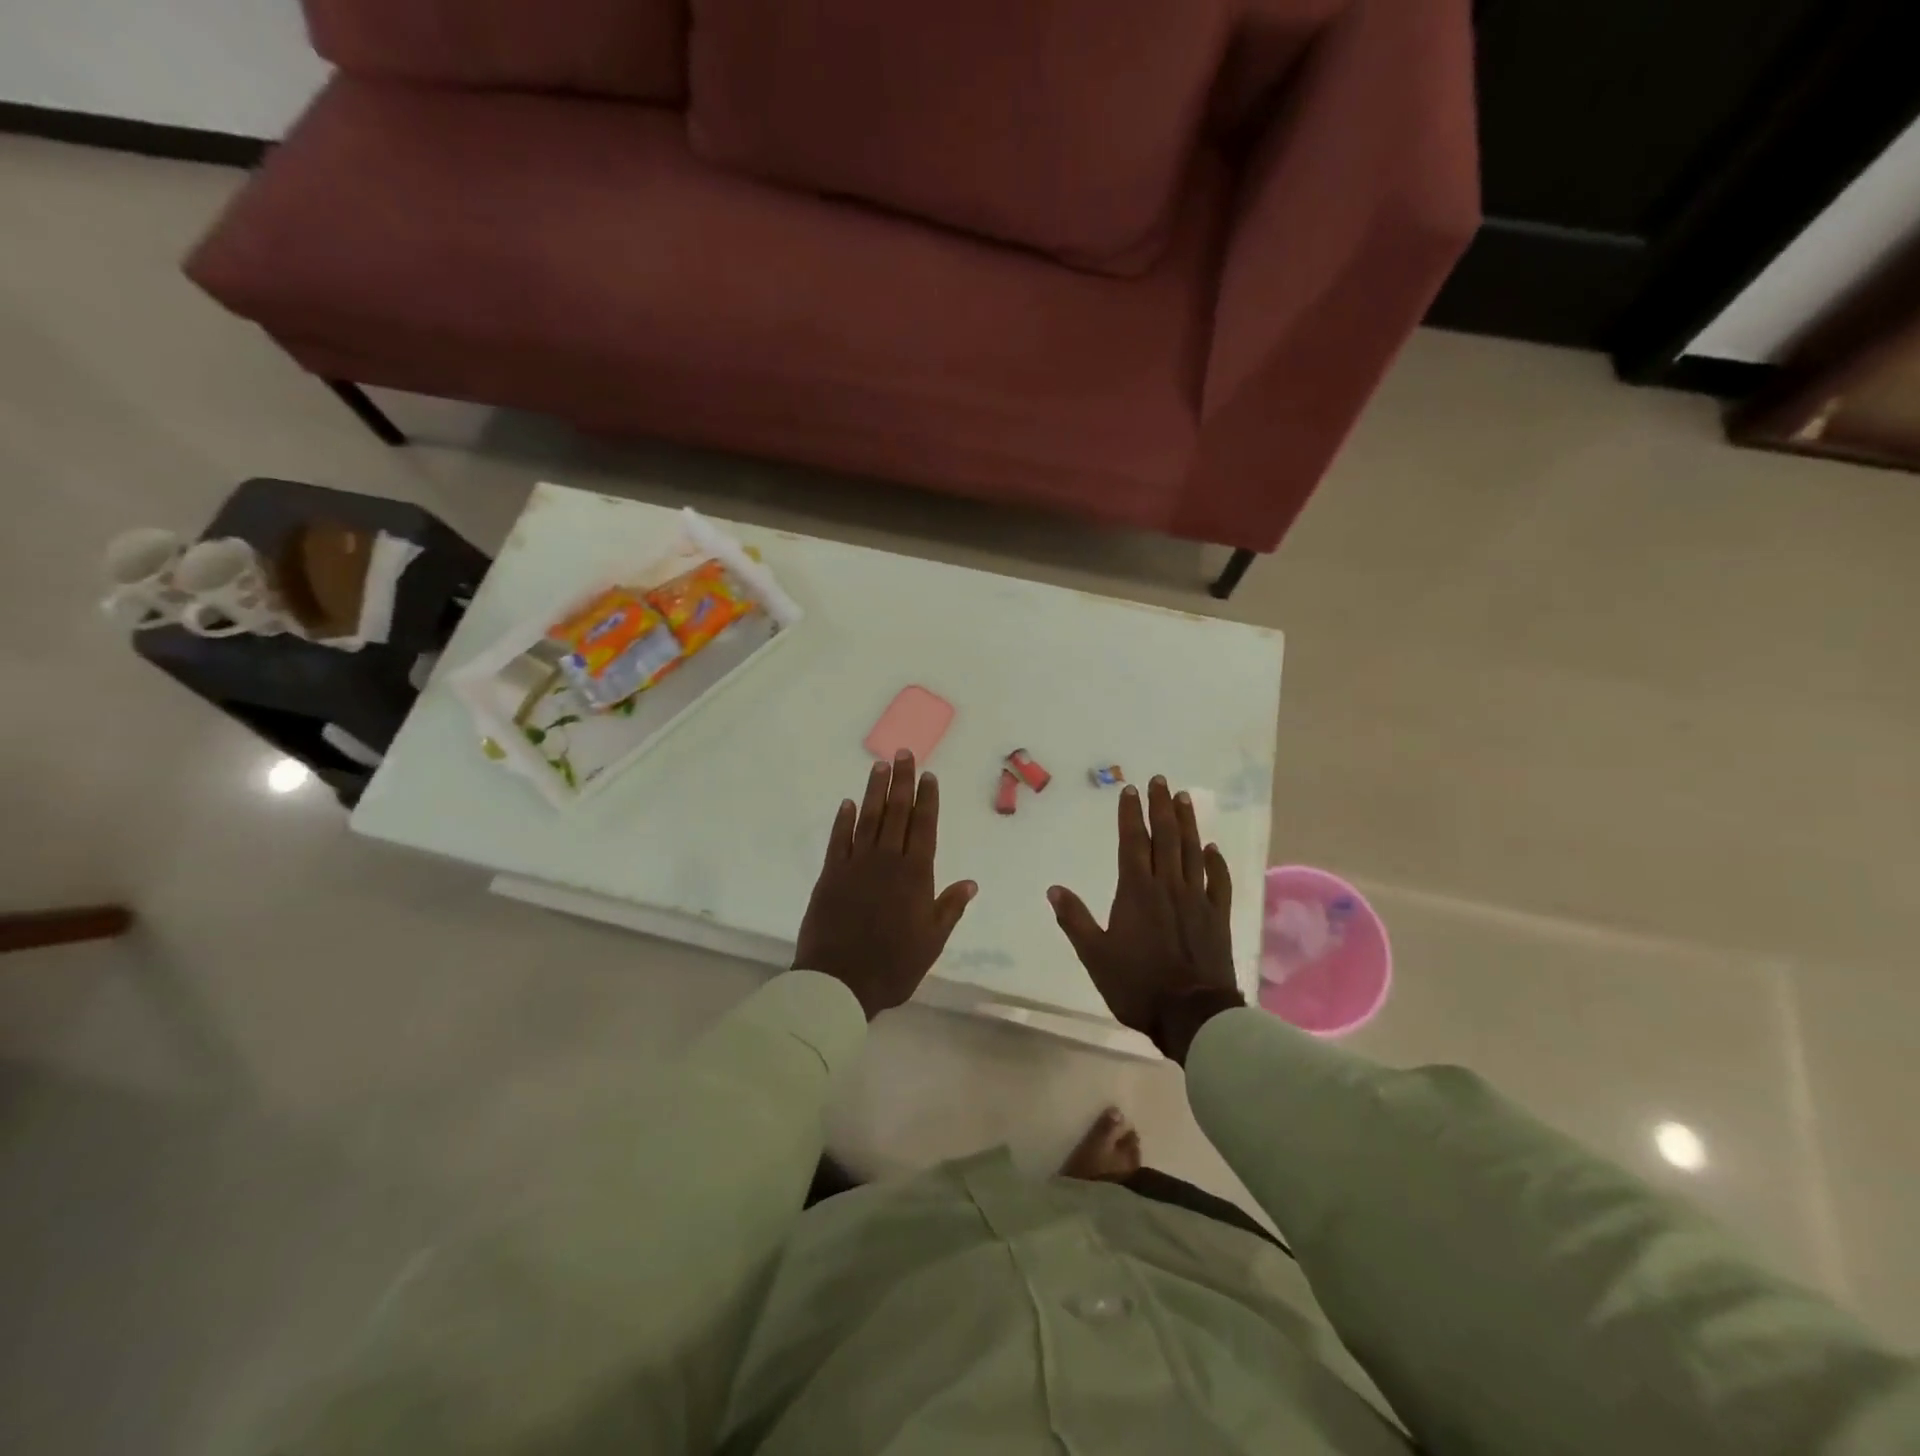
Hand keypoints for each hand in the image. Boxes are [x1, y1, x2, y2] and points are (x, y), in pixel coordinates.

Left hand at [794, 751, 976, 1019]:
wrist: (840, 981)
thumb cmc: (894, 965)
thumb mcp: (932, 941)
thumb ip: (950, 907)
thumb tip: (971, 882)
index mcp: (915, 875)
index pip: (924, 827)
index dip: (927, 799)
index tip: (928, 775)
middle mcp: (887, 861)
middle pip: (896, 813)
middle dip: (902, 781)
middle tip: (903, 753)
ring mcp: (856, 865)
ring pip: (868, 818)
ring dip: (874, 791)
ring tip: (880, 766)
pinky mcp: (831, 875)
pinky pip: (838, 840)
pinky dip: (843, 820)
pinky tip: (847, 803)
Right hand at [1048, 776, 1243, 1062]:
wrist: (1192, 1015)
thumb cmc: (1137, 985)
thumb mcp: (1095, 955)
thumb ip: (1075, 920)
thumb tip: (1054, 889)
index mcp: (1136, 892)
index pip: (1133, 843)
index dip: (1131, 816)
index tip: (1131, 791)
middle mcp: (1167, 887)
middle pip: (1165, 838)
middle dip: (1161, 807)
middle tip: (1161, 781)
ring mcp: (1197, 900)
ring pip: (1192, 852)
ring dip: (1188, 823)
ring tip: (1185, 798)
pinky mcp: (1218, 917)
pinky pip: (1218, 882)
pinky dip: (1215, 862)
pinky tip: (1212, 847)